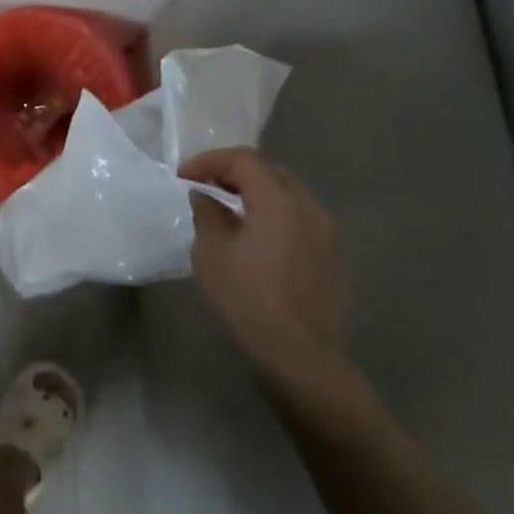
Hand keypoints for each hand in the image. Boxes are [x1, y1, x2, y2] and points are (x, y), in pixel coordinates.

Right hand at [180, 147, 350, 381]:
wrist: (299, 353)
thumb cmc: (247, 298)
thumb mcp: (211, 252)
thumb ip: (207, 214)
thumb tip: (205, 197)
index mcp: (278, 202)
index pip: (243, 160)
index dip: (209, 160)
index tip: (183, 175)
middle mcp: (308, 208)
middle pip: (270, 172)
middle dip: (233, 171)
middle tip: (204, 185)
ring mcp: (325, 232)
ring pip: (287, 195)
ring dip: (255, 193)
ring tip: (227, 208)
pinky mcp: (330, 255)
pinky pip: (298, 218)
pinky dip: (271, 214)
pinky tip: (253, 236)